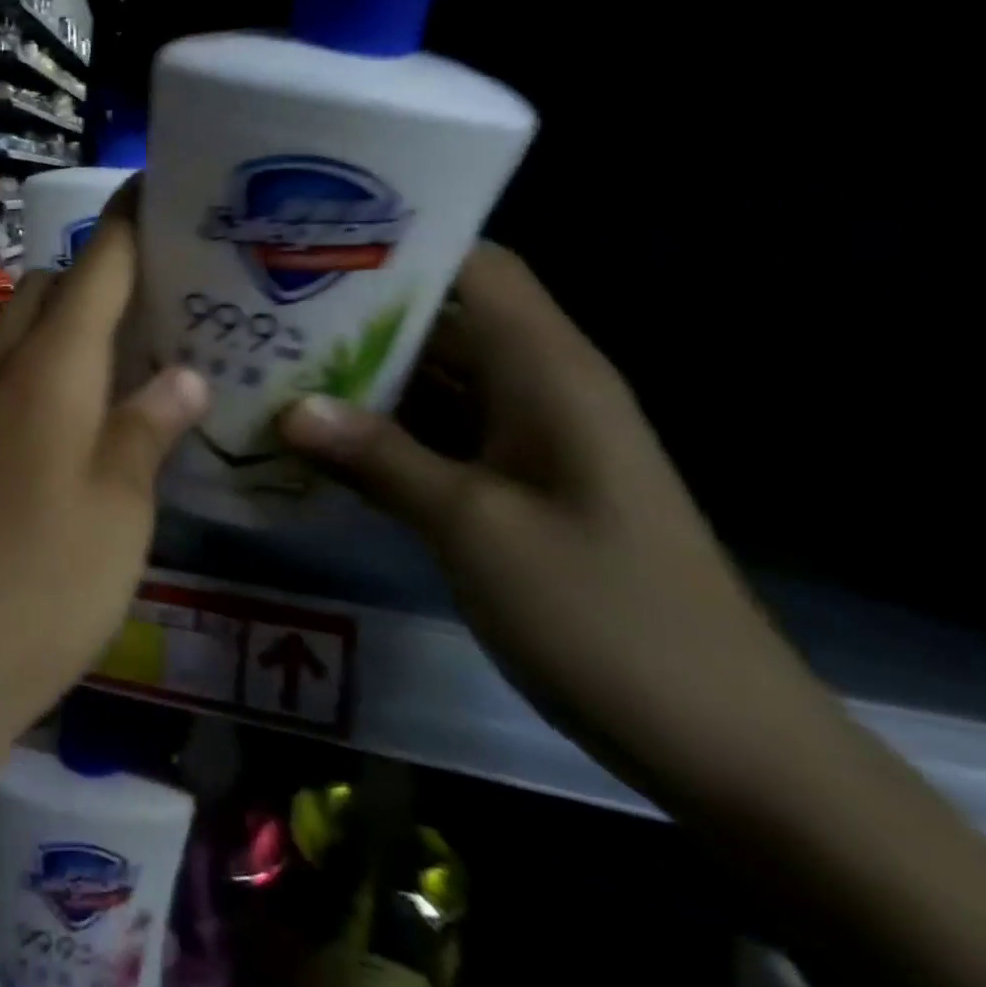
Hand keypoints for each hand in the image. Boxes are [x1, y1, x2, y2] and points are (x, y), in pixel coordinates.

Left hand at [0, 198, 208, 794]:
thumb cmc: (36, 587)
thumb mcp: (119, 511)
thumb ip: (149, 429)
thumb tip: (186, 376)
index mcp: (48, 366)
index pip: (98, 262)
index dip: (133, 218)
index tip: (167, 188)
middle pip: (51, 286)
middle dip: (103, 276)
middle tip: (167, 305)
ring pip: (19, 330)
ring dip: (70, 327)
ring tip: (132, 360)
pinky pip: (0, 378)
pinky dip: (41, 373)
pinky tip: (78, 421)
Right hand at [278, 243, 839, 804]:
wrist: (717, 739)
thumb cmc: (603, 613)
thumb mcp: (475, 527)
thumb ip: (379, 458)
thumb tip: (291, 409)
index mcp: (548, 371)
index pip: (477, 269)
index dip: (403, 248)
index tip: (317, 247)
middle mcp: (537, 389)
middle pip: (441, 322)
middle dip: (357, 316)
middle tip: (269, 312)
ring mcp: (525, 441)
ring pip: (432, 382)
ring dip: (361, 379)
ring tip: (273, 366)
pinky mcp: (512, 486)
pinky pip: (436, 437)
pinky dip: (381, 434)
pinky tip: (315, 441)